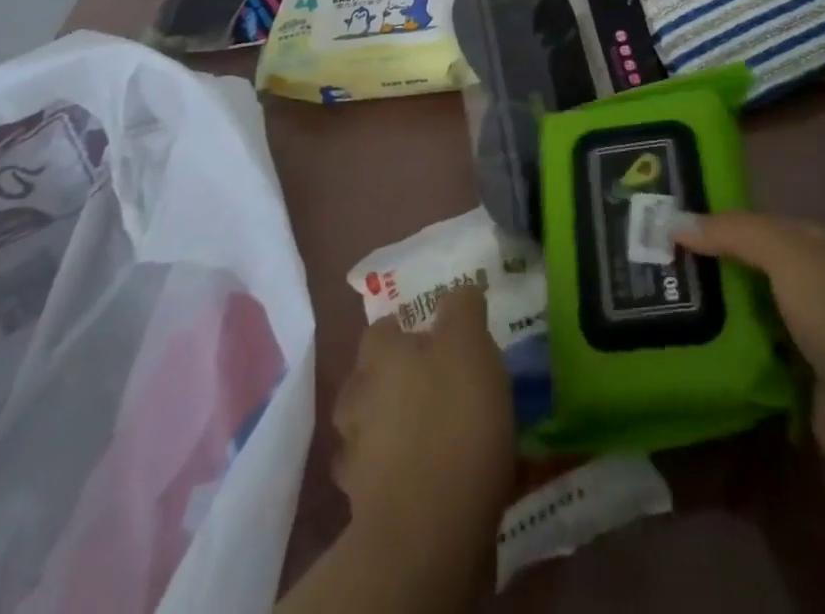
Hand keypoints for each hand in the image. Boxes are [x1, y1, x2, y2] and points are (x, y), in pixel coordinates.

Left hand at [331, 285, 515, 556]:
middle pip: (371, 376)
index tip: (435, 338)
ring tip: (432, 432)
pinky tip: (425, 474)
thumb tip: (459, 293)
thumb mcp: (470, 345)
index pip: (383, 327)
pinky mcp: (362, 505)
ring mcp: (354, 454)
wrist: (426, 530)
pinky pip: (380, 474)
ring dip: (392, 425)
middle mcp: (356, 395)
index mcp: (379, 353)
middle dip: (397, 378)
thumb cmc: (452, 419)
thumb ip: (462, 310)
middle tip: (437, 384)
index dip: (407, 329)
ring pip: (371, 426)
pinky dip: (397, 470)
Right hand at [675, 211, 824, 474]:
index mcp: (816, 247)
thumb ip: (733, 233)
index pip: (755, 225)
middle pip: (748, 270)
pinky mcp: (800, 386)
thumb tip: (673, 221)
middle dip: (706, 269)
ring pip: (748, 315)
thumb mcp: (787, 254)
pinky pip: (753, 360)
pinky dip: (726, 356)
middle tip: (648, 268)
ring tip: (654, 307)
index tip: (662, 226)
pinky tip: (685, 351)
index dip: (713, 223)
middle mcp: (814, 287)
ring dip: (712, 314)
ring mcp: (808, 339)